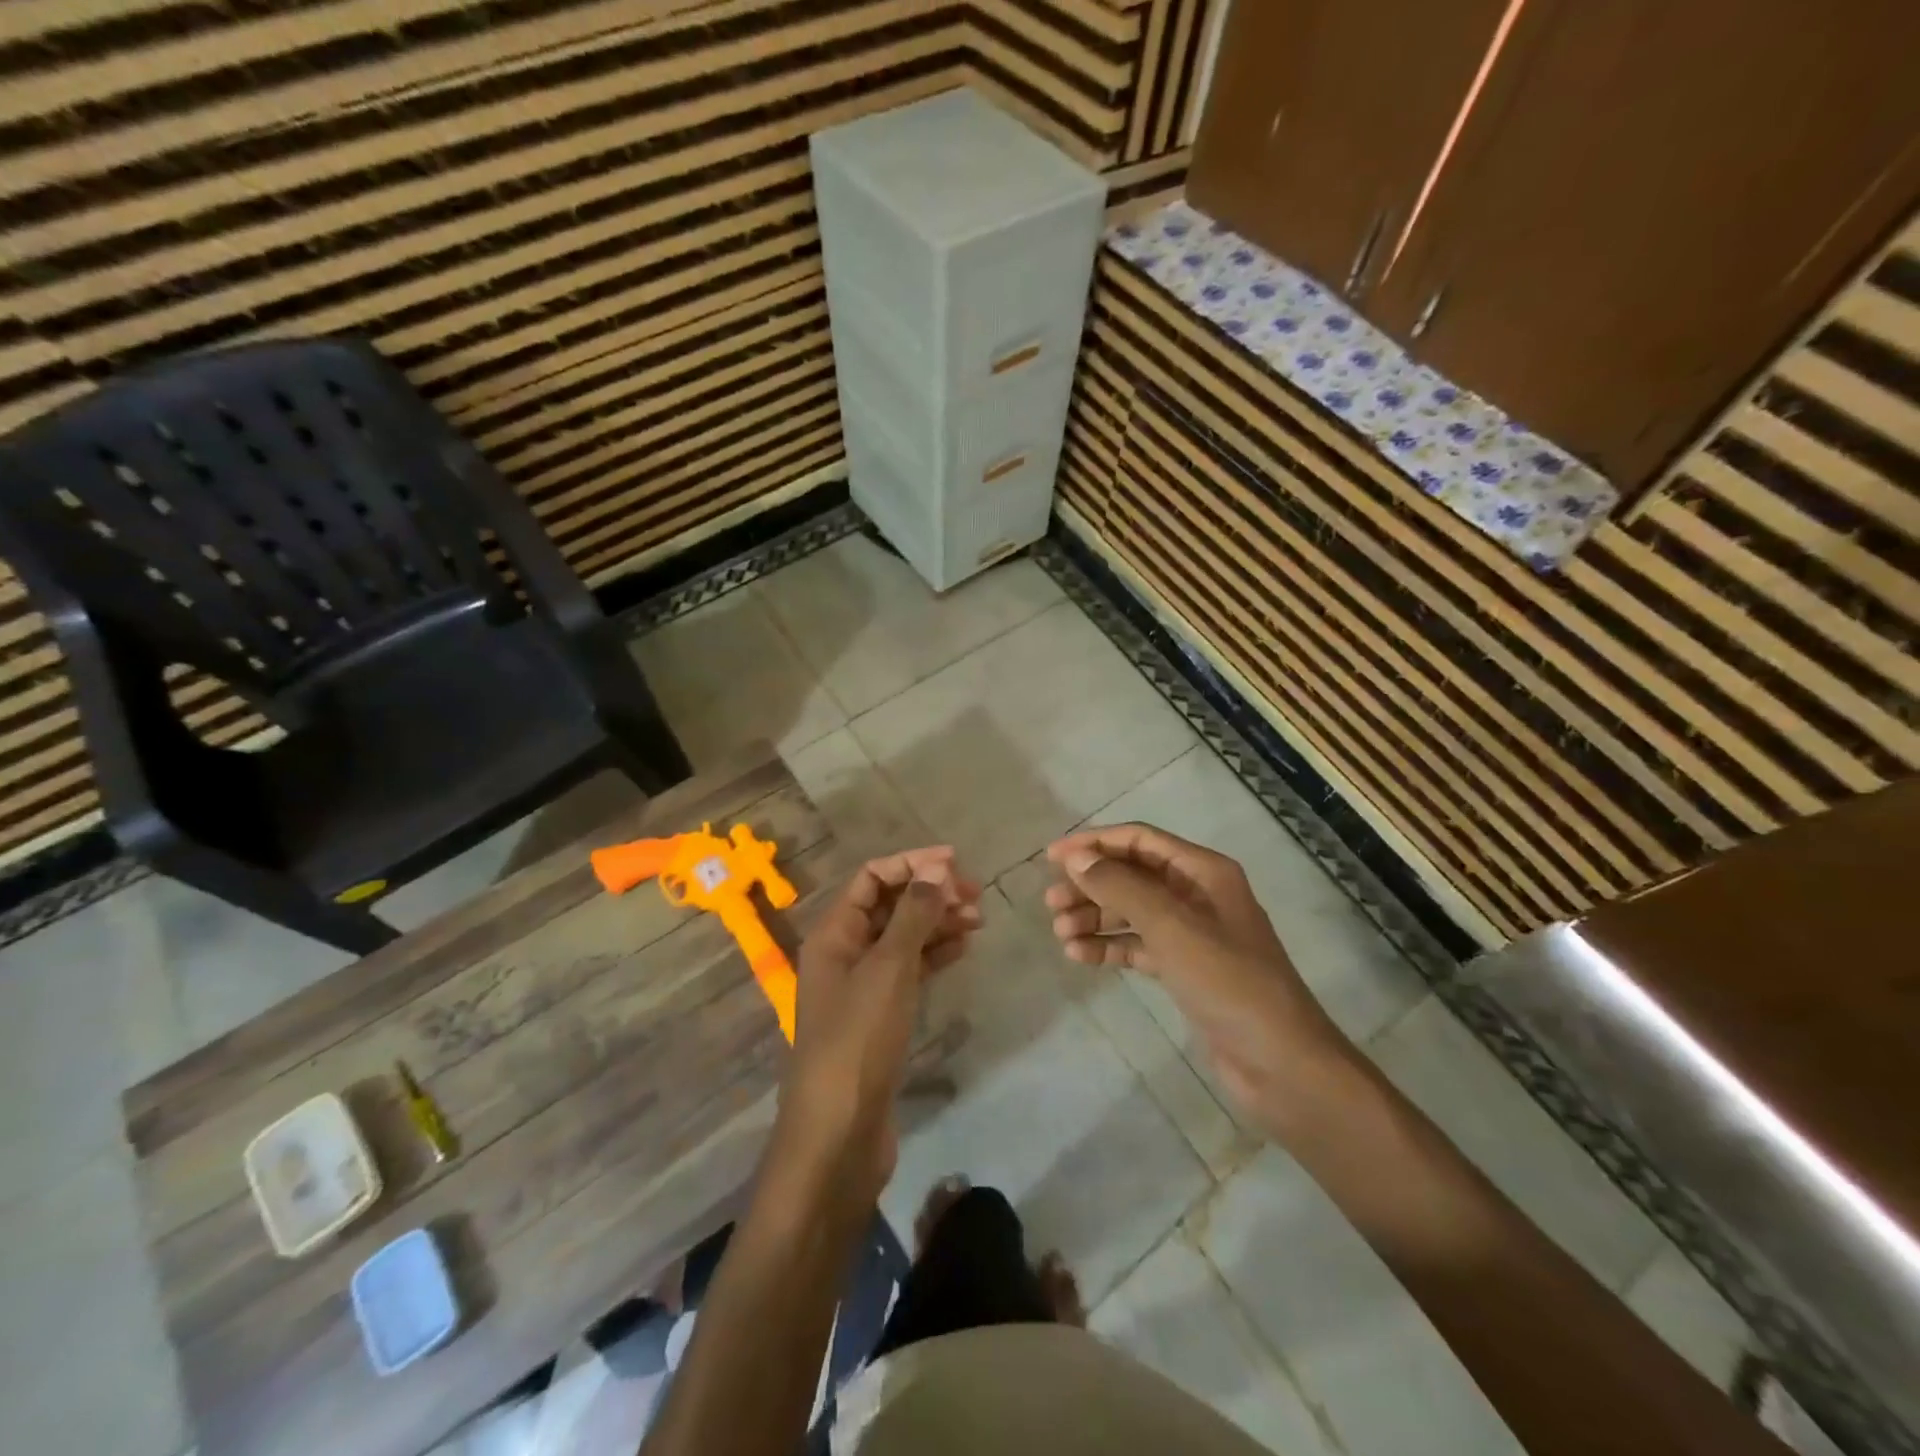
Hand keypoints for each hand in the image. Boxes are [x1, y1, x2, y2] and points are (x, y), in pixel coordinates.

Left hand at [774, 848, 981, 1200]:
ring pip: (903, 937)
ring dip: (937, 922)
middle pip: (889, 905)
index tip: (955, 863)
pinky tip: (962, 948)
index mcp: (834, 933)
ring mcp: (862, 986)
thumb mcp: (888, 969)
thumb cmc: (858, 1040)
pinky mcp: (880, 1015)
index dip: (912, 864)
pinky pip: (909, 970)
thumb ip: (913, 915)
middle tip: (975, 896)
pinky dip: (934, 954)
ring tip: (978, 920)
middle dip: (930, 893)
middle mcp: (844, 952)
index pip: (872, 878)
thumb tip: (937, 869)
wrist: (839, 1132)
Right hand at [1044, 823, 1354, 1137]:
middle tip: (1052, 904)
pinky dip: (1110, 946)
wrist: (1280, 1063)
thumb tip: (1076, 858)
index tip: (1052, 857)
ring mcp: (1192, 934)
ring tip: (1061, 934)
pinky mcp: (1185, 969)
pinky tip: (1080, 956)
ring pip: (1132, 911)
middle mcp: (1197, 894)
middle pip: (1132, 875)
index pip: (1139, 841)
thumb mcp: (1171, 927)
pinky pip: (1138, 945)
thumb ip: (1121, 887)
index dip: (1094, 843)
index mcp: (1202, 872)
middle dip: (1091, 885)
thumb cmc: (1227, 981)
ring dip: (1096, 917)